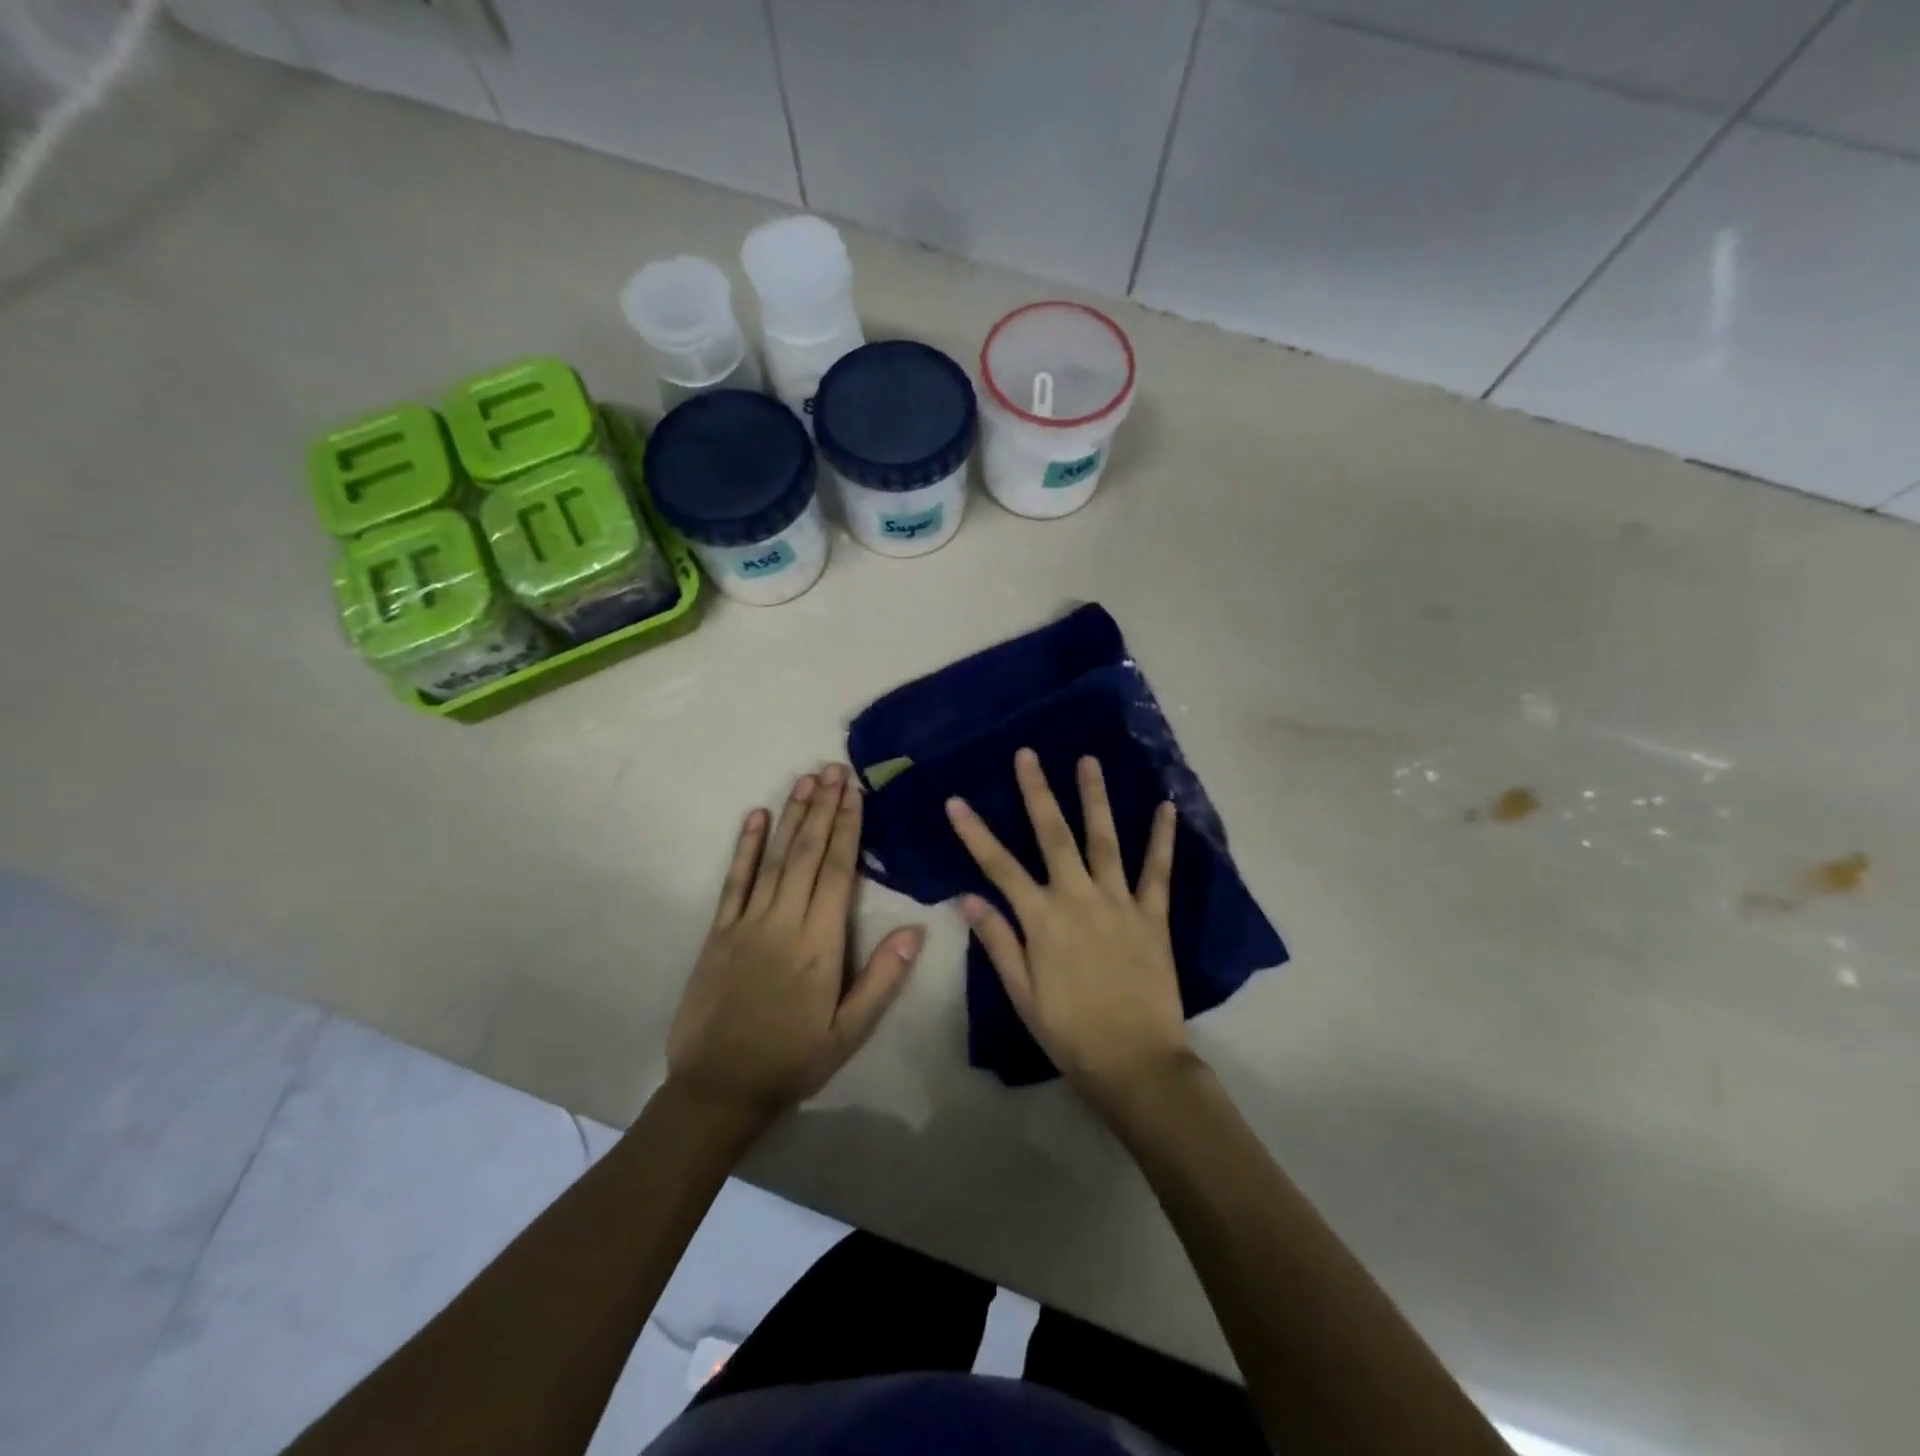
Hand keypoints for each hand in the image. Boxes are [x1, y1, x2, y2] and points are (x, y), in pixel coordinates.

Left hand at [668, 765, 923, 1127]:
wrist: (719, 1088)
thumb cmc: (792, 1059)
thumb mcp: (850, 1032)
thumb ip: (882, 979)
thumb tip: (917, 930)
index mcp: (820, 944)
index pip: (838, 872)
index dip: (848, 828)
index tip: (855, 792)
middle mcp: (784, 922)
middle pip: (807, 853)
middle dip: (823, 808)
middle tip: (833, 768)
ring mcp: (747, 923)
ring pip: (774, 858)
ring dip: (792, 816)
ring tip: (806, 780)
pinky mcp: (718, 932)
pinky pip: (734, 881)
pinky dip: (745, 847)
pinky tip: (755, 816)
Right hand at [946, 749, 1194, 1112]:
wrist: (1135, 1063)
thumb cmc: (1069, 1033)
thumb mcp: (1022, 994)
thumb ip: (997, 941)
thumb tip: (967, 897)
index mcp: (1042, 919)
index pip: (999, 866)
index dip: (975, 832)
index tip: (956, 801)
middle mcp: (1078, 898)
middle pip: (1054, 835)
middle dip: (1037, 792)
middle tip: (1029, 754)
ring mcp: (1119, 903)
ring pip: (1104, 840)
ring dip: (1095, 798)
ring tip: (1089, 760)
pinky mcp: (1152, 916)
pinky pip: (1158, 871)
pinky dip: (1162, 838)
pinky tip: (1166, 807)